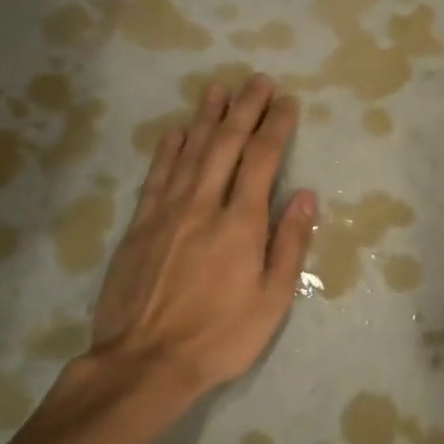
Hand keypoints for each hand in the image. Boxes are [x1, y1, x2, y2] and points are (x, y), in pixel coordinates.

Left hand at [72, 74, 315, 420]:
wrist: (145, 362)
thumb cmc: (220, 336)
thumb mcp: (272, 299)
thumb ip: (288, 243)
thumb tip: (305, 195)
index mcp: (241, 224)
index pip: (262, 160)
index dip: (275, 126)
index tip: (286, 102)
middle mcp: (203, 206)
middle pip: (226, 144)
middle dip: (244, 109)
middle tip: (257, 80)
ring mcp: (166, 212)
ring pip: (189, 151)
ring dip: (206, 116)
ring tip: (219, 88)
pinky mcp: (139, 225)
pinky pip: (156, 175)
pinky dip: (168, 148)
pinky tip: (176, 130)